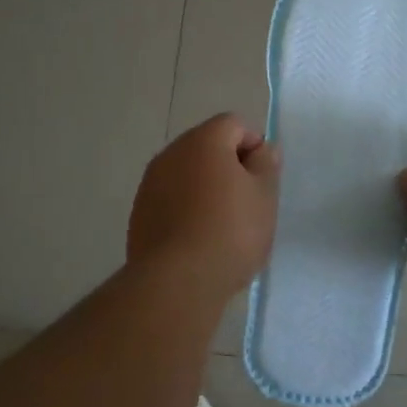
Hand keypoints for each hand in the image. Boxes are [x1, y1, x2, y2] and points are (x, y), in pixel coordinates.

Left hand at [128, 114, 280, 298]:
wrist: (177, 281)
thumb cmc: (230, 231)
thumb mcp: (264, 196)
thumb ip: (266, 165)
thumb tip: (263, 148)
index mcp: (203, 141)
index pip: (234, 124)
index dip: (254, 146)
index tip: (263, 179)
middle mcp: (171, 153)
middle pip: (207, 147)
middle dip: (229, 166)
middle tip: (247, 202)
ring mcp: (150, 183)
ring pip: (186, 174)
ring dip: (205, 188)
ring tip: (223, 225)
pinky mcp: (139, 213)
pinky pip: (170, 199)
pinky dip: (186, 209)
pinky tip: (198, 239)